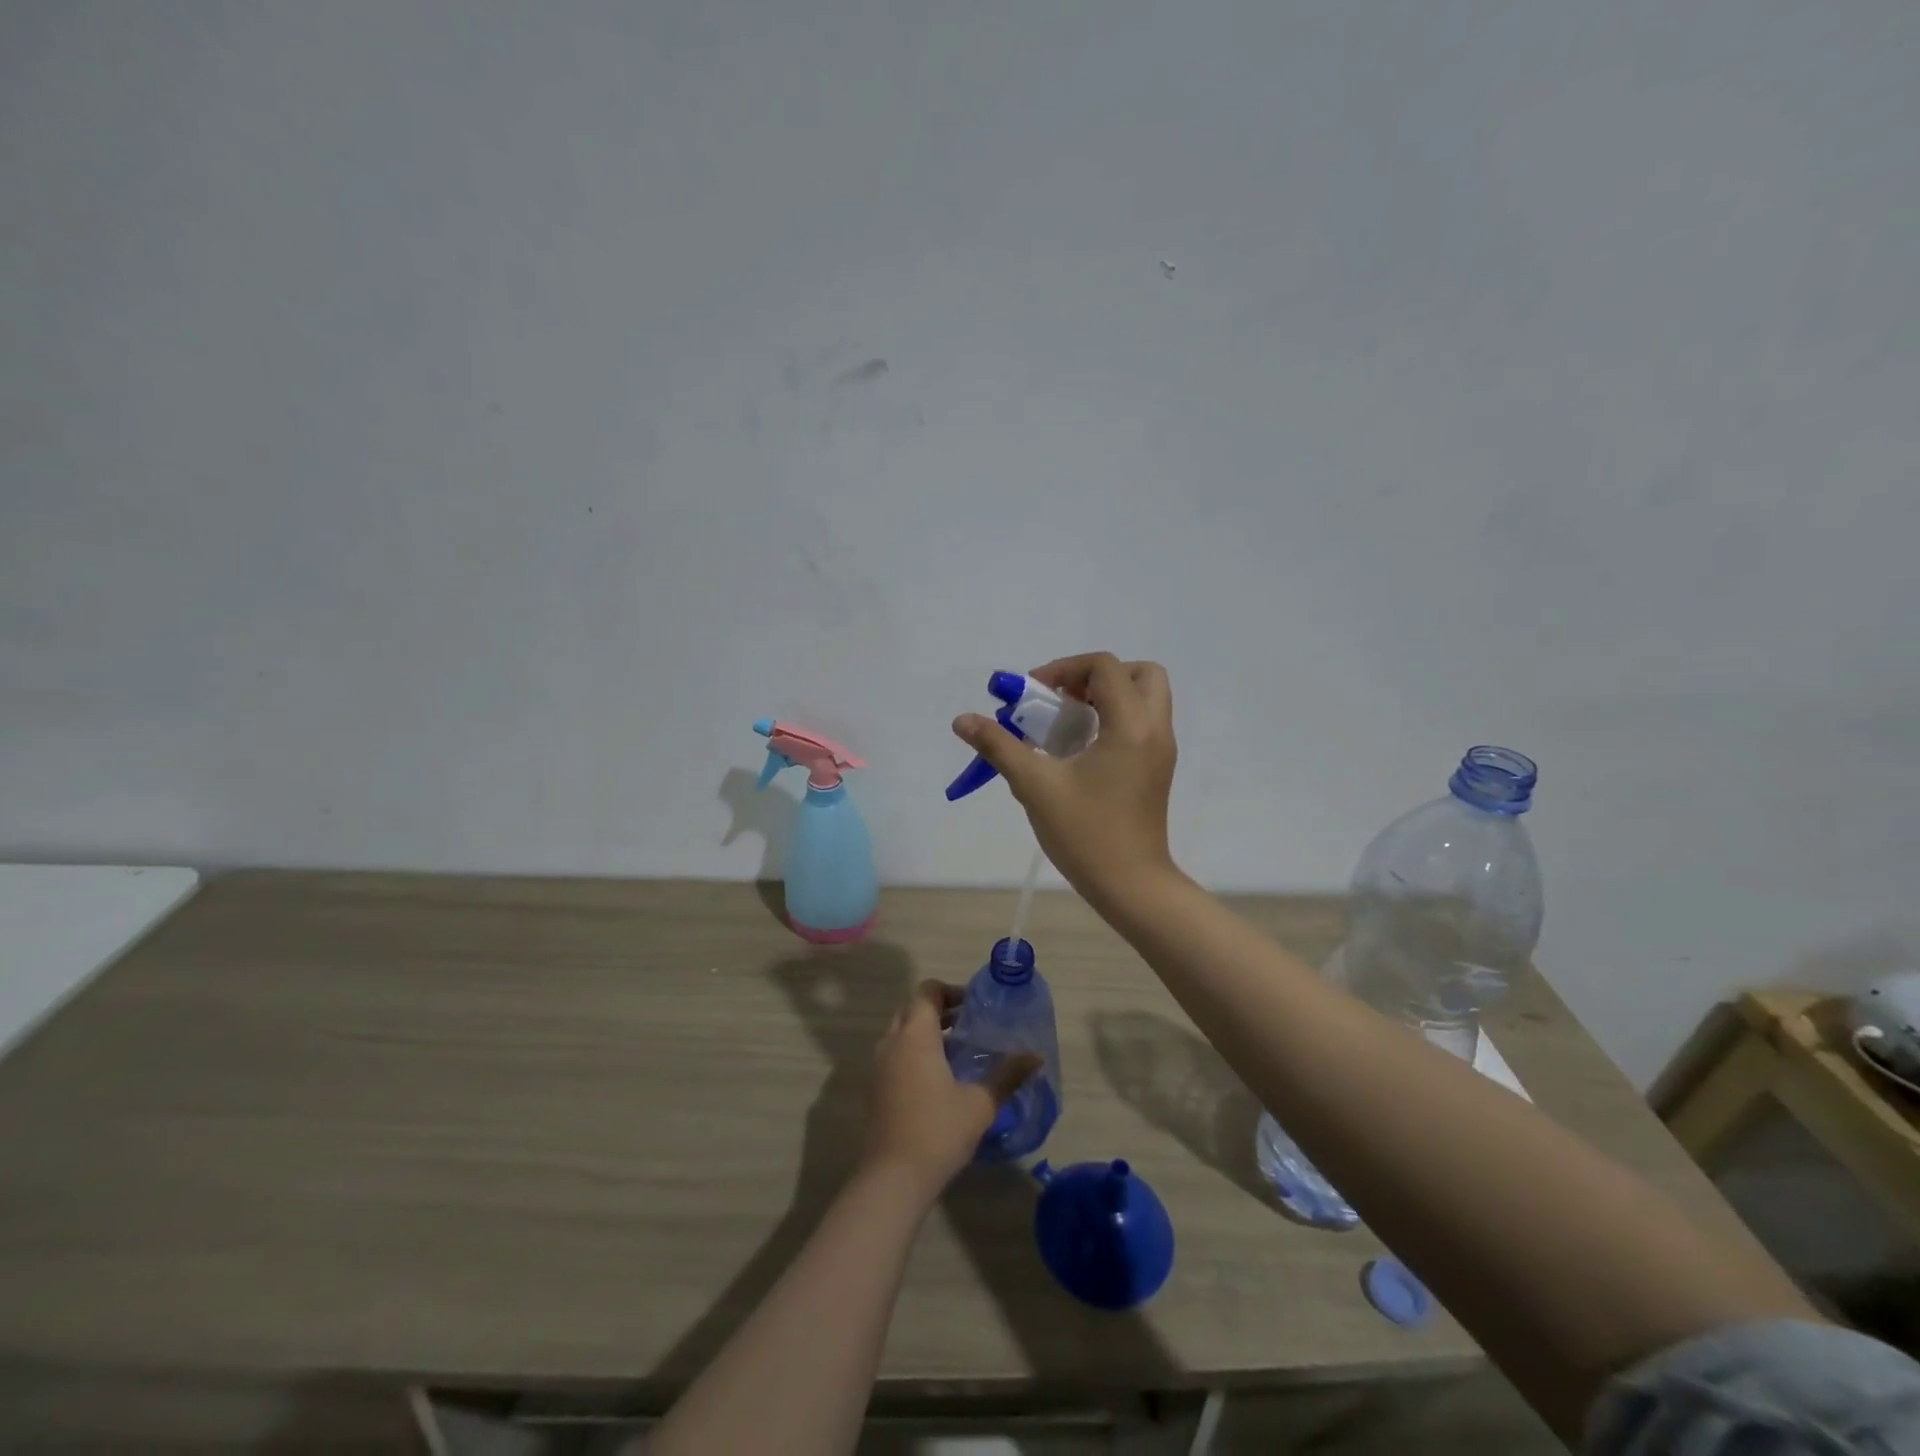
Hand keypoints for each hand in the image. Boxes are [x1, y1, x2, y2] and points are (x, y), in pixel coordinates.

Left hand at [862, 981, 1039, 1198]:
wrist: (893, 1178)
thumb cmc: (938, 1131)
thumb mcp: (980, 1103)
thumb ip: (1007, 1075)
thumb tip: (1036, 1057)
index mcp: (915, 1035)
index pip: (927, 991)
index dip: (951, 991)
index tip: (975, 1006)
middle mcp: (892, 1042)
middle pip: (913, 1008)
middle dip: (940, 1009)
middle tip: (969, 1023)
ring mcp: (880, 1065)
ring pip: (902, 1032)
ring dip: (927, 1031)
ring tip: (959, 1049)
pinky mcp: (876, 1088)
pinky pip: (896, 1054)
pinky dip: (915, 1052)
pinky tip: (940, 1077)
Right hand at [952, 652, 1178, 904]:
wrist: (1131, 886)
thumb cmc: (1086, 834)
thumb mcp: (1035, 786)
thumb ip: (999, 746)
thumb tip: (962, 720)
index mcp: (1130, 725)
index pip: (1105, 667)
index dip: (1064, 668)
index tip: (1033, 695)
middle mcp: (1155, 729)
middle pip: (1138, 674)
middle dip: (1097, 677)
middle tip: (1063, 700)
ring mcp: (1160, 751)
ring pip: (1144, 699)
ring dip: (1106, 698)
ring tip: (1067, 725)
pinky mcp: (1157, 769)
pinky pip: (1141, 724)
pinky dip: (1113, 720)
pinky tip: (1078, 752)